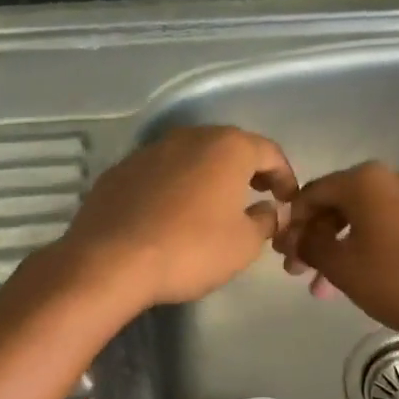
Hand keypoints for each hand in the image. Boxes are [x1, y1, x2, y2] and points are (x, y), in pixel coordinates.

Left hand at [59, 126, 297, 309]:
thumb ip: (265, 221)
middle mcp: (189, 137)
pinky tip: (172, 214)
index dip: (285, 176)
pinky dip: (175, 186)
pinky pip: (160, 173)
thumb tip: (267, 210)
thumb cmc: (190, 249)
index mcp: (227, 148)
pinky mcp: (120, 170)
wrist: (110, 261)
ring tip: (215, 206)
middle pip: (229, 147)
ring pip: (191, 157)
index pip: (269, 152)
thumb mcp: (244, 244)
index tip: (288, 201)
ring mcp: (150, 151)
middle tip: (258, 196)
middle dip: (247, 170)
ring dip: (208, 176)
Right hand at [278, 162, 398, 349]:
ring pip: (361, 221)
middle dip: (314, 239)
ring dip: (337, 250)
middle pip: (337, 206)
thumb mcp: (341, 266)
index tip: (282, 253)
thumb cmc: (397, 278)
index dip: (292, 223)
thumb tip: (296, 238)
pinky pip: (384, 229)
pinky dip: (364, 249)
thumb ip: (310, 246)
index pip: (312, 194)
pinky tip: (355, 279)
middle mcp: (389, 180)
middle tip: (298, 272)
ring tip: (322, 287)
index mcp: (364, 181)